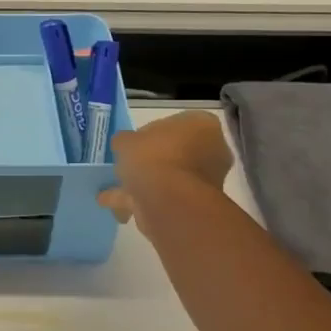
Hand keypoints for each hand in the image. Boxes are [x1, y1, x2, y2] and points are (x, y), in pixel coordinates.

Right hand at [98, 111, 232, 224]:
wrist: (170, 202)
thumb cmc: (153, 158)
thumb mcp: (126, 141)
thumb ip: (125, 140)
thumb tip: (124, 144)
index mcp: (202, 126)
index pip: (175, 123)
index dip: (151, 132)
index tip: (134, 142)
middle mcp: (212, 150)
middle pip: (175, 151)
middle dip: (152, 160)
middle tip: (129, 164)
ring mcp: (207, 179)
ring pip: (171, 176)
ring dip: (147, 182)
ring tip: (118, 189)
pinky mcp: (197, 204)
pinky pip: (167, 197)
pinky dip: (145, 201)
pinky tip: (122, 207)